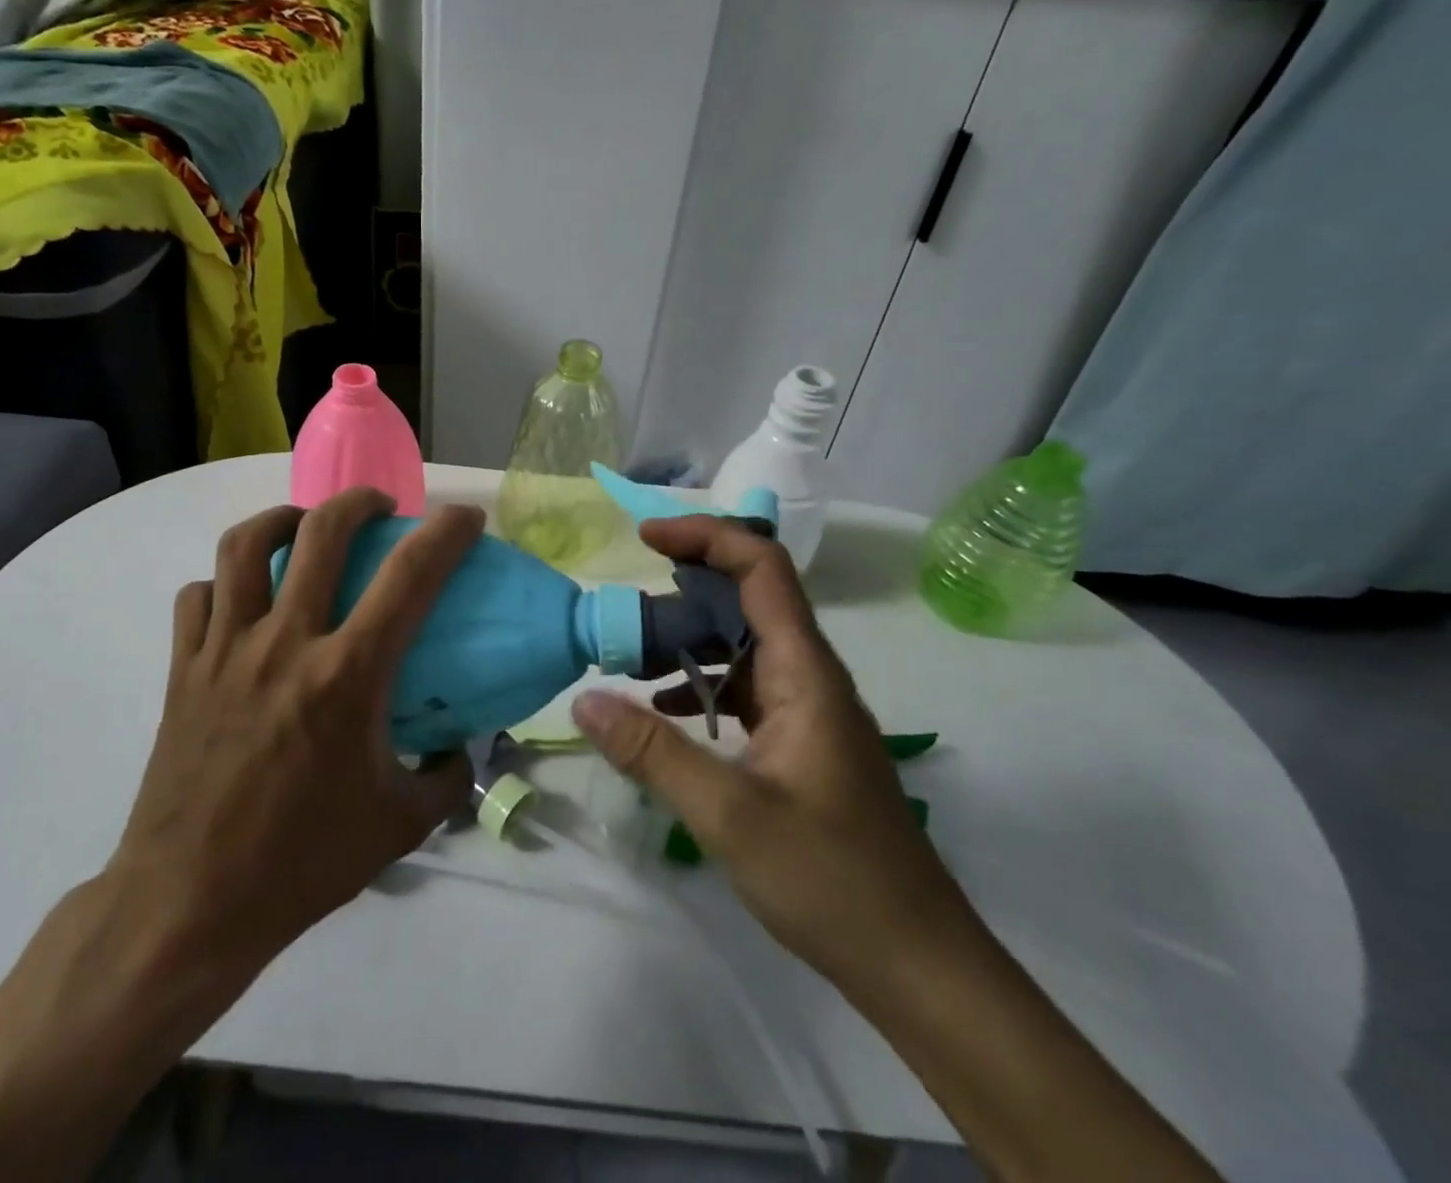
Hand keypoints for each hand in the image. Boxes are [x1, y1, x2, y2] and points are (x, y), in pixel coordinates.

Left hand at [103, 488, 481, 976]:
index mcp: (345, 676)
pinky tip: (243, 598)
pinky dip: (226, 582)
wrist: (188, 904)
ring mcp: (224, 650)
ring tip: (305, 527)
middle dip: (359, 502)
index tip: (465, 517)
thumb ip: (446, 777)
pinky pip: (199, 596)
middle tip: (379, 508)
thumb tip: (461, 745)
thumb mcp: (399, 825)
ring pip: (245, 545)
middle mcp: (284, 643)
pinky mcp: (182, 669)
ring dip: (283, 519)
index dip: (445, 533)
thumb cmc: (301, 864)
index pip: (409, 577)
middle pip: (320, 532)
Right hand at [572, 515, 979, 997]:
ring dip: (689, 638)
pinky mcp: (801, 742)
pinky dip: (702, 682)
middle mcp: (811, 677)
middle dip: (685, 586)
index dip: (706, 537)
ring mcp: (808, 710)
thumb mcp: (729, 815)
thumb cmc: (832, 880)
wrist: (917, 963)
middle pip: (750, 597)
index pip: (762, 569)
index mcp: (806, 673)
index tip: (646, 537)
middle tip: (624, 603)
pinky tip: (664, 709)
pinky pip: (745, 687)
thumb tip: (584, 700)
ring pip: (744, 644)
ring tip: (629, 653)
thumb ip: (653, 753)